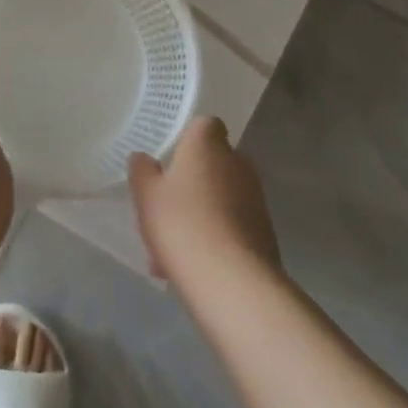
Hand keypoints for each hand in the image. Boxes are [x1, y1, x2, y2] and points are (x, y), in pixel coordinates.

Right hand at [129, 116, 279, 284]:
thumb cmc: (182, 223)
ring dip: (201, 212)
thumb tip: (144, 159)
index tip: (171, 157)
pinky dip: (214, 238)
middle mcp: (238, 165)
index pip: (205, 125)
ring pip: (221, 198)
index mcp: (208, 146)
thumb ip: (142, 171)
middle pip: (214, 162)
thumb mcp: (146, 194)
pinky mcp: (265, 234)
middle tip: (166, 205)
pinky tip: (190, 265)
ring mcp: (255, 200)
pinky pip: (231, 226)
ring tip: (171, 247)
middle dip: (192, 180)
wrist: (232, 282)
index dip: (189, 137)